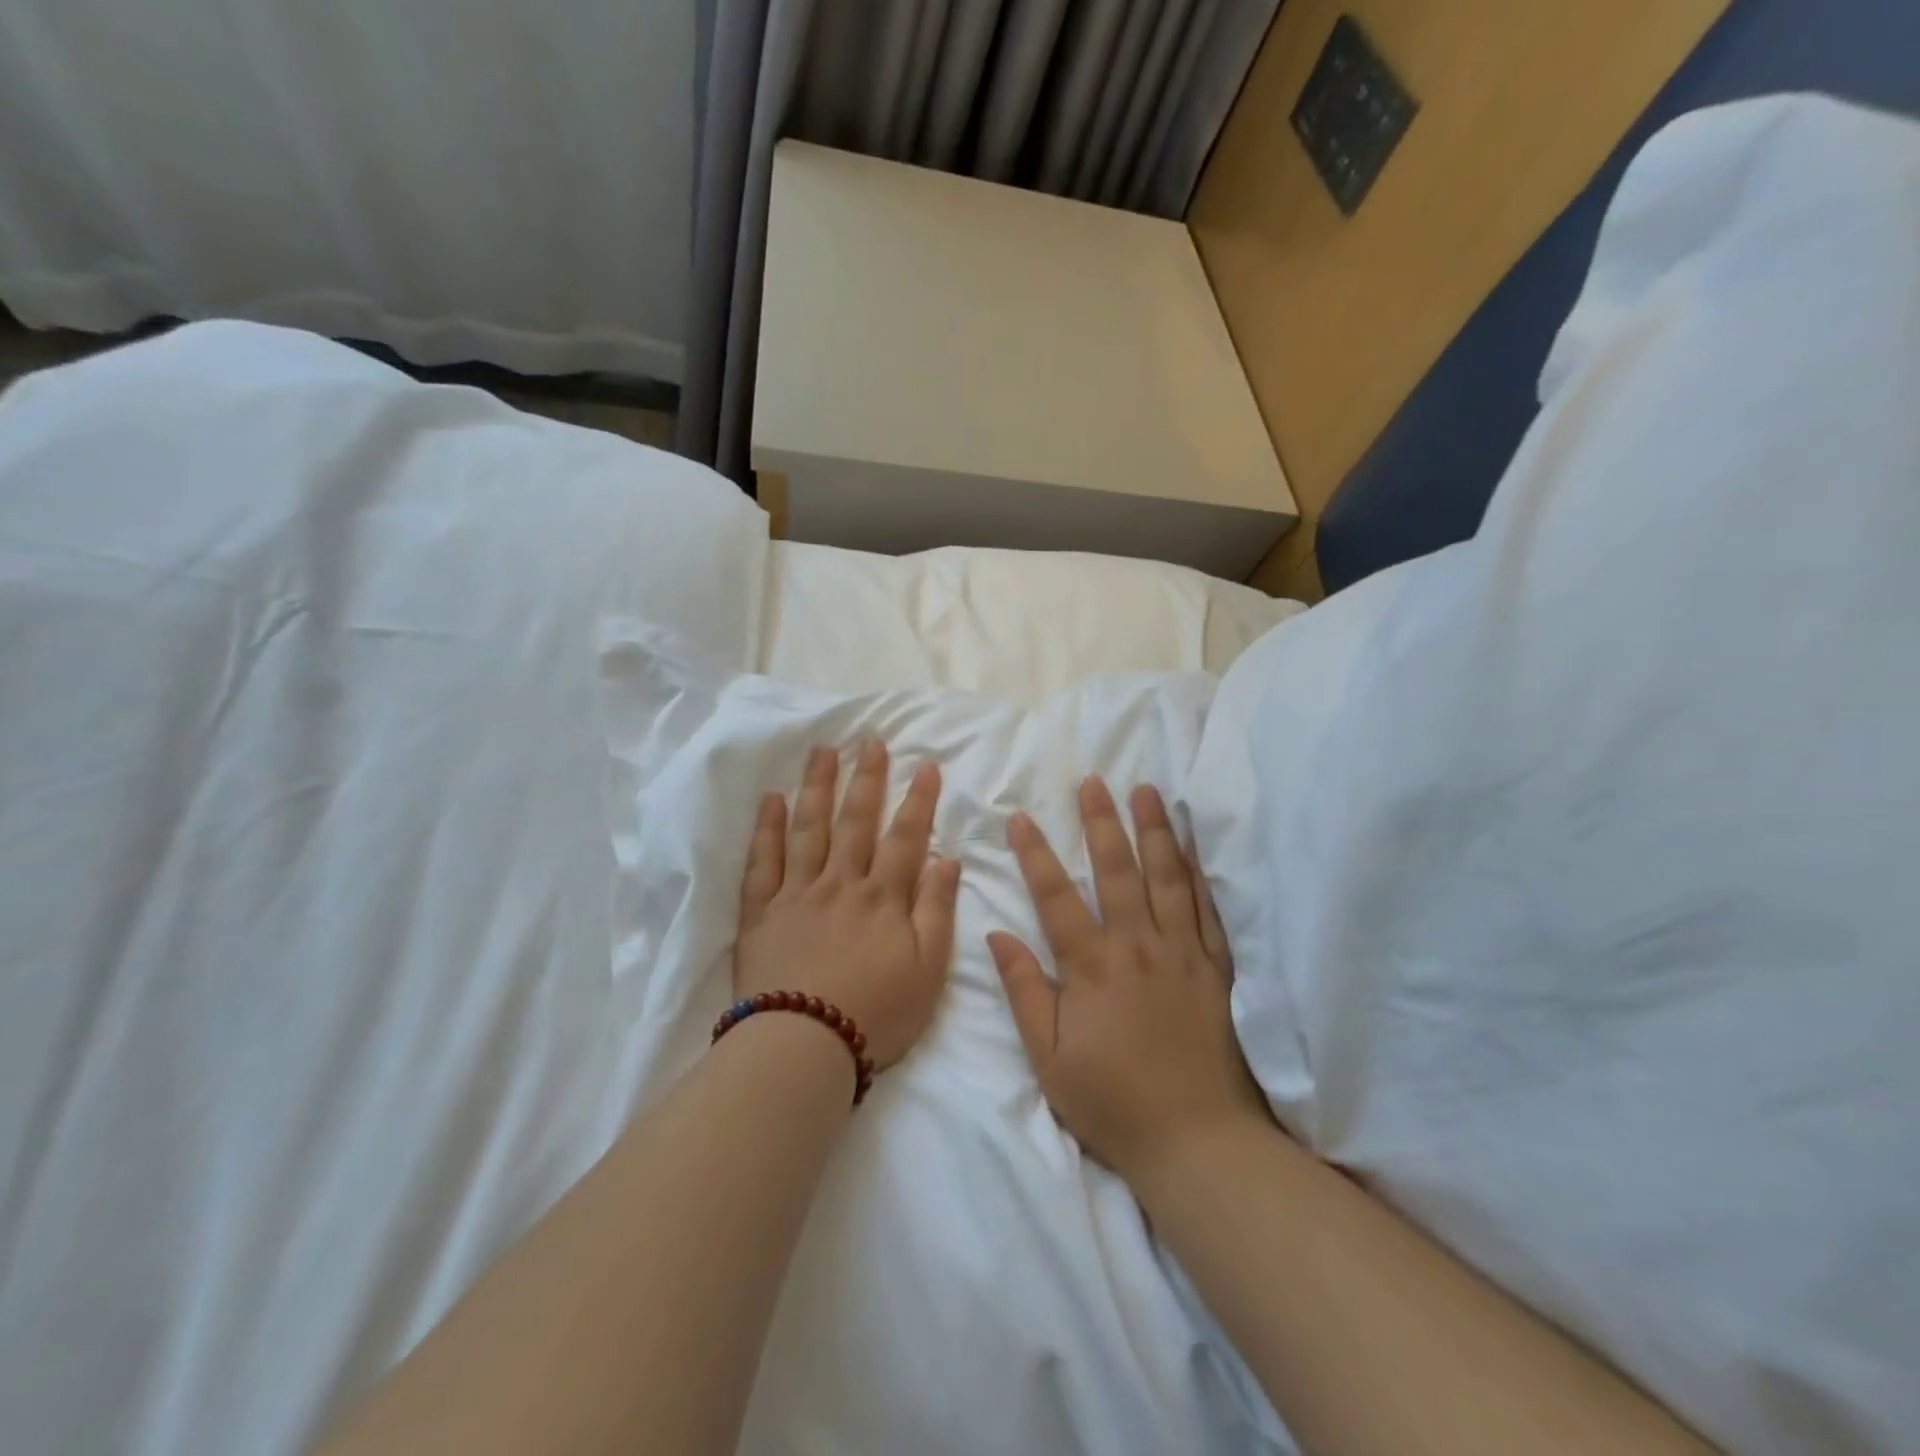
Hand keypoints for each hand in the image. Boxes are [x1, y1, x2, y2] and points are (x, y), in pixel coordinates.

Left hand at [734, 741, 961, 1069]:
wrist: (804, 1046)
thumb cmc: (877, 1013)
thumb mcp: (928, 970)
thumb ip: (937, 910)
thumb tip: (947, 859)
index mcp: (883, 897)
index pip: (905, 837)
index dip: (918, 800)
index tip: (926, 765)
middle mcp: (840, 883)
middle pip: (855, 821)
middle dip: (867, 778)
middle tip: (870, 741)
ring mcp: (797, 894)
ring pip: (809, 829)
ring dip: (818, 787)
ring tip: (823, 751)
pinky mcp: (761, 912)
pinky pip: (763, 862)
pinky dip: (768, 829)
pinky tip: (772, 800)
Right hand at [988, 778, 1267, 1180]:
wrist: (1196, 1140)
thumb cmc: (1112, 1102)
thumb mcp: (1048, 1058)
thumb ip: (1024, 991)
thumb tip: (997, 935)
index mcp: (1092, 967)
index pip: (1057, 897)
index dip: (1036, 854)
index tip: (1022, 817)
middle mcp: (1138, 947)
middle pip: (1117, 871)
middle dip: (1102, 822)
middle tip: (1094, 782)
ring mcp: (1182, 953)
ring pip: (1167, 878)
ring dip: (1154, 831)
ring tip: (1147, 792)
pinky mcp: (1217, 969)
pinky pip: (1208, 910)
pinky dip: (1200, 873)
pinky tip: (1194, 847)